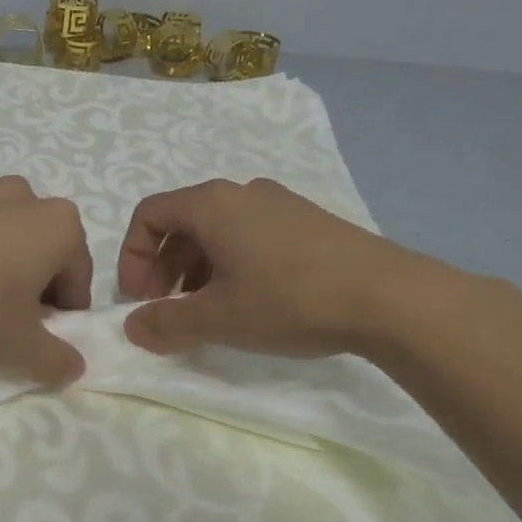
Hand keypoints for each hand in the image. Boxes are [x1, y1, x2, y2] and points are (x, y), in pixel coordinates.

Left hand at [0, 177, 92, 383]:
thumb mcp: (23, 348)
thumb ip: (58, 360)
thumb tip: (74, 366)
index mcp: (57, 223)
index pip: (78, 274)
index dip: (66, 309)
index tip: (44, 334)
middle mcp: (22, 196)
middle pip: (42, 246)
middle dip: (35, 279)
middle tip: (12, 317)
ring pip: (3, 232)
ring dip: (1, 261)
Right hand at [116, 178, 448, 358]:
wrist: (389, 297)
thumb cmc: (289, 299)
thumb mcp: (218, 319)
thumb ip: (165, 324)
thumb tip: (132, 327)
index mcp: (211, 204)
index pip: (148, 215)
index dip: (132, 257)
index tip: (139, 299)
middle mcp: (241, 193)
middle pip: (181, 222)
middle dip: (162, 267)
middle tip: (166, 309)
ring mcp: (278, 204)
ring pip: (217, 231)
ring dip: (195, 270)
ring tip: (206, 311)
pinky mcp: (307, 222)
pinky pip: (250, 235)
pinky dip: (231, 265)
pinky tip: (249, 302)